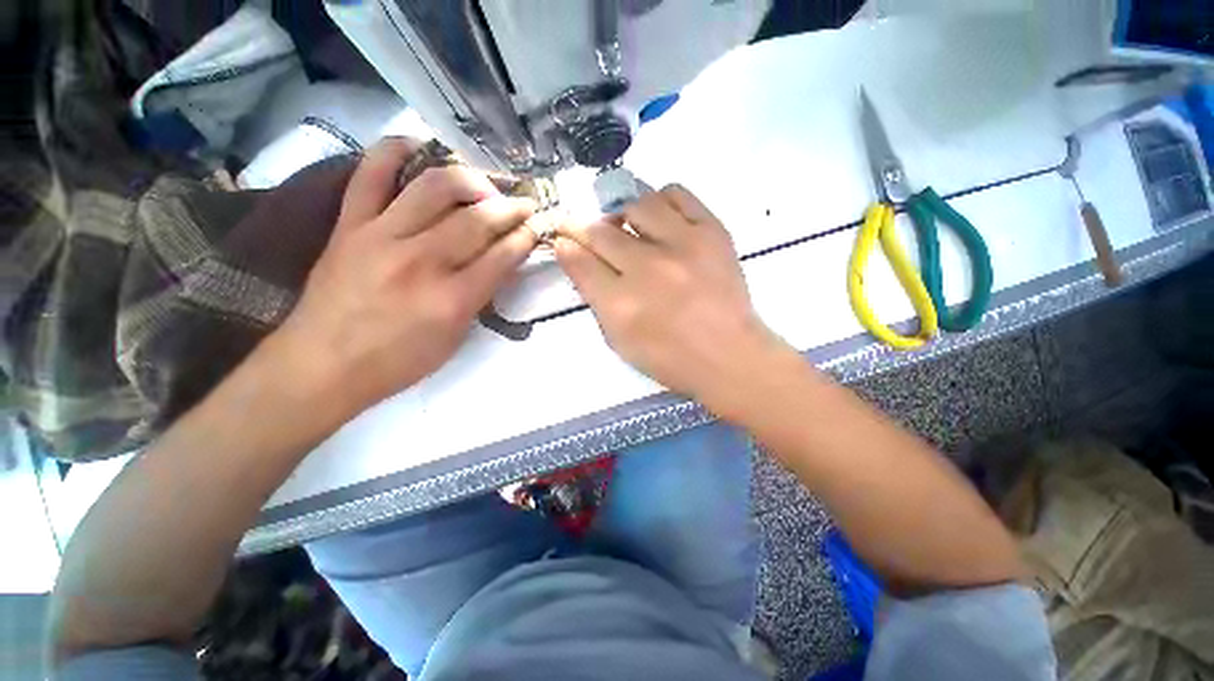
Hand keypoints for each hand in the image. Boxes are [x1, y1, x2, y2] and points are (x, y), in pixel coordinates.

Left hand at [270, 138, 538, 412]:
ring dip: (471, 180)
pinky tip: (419, 146)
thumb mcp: (455, 338)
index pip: (502, 256)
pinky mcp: (350, 224)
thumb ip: (481, 297)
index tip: (539, 226)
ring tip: (485, 185)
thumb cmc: (398, 361)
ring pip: (435, 188)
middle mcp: (422, 262)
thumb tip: (501, 263)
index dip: (526, 237)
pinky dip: (394, 151)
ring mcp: (381, 236)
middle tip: (525, 204)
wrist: (323, 365)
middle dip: (511, 208)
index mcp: (452, 300)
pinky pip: (370, 173)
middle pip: (477, 220)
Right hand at [554, 185, 786, 406]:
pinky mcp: (711, 231)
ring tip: (632, 232)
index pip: (579, 260)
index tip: (563, 239)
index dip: (566, 245)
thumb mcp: (619, 341)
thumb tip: (576, 258)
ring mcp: (682, 245)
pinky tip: (661, 220)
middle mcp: (647, 269)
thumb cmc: (670, 358)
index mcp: (621, 305)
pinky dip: (660, 202)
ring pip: (635, 205)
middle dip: (585, 229)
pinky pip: (676, 194)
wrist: (729, 355)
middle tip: (590, 234)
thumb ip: (595, 299)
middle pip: (601, 231)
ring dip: (624, 217)